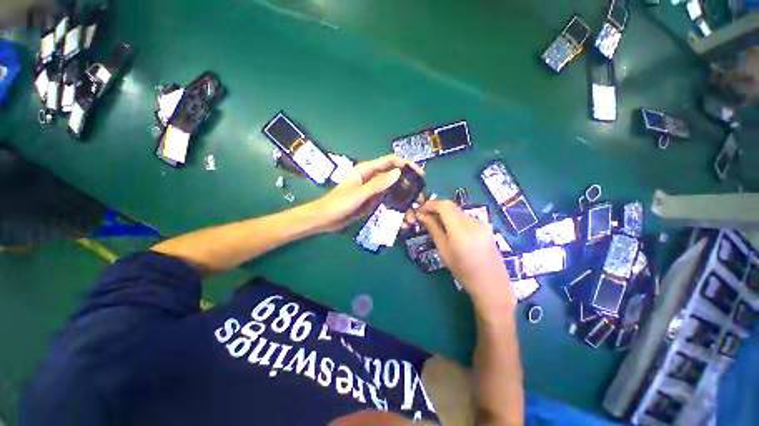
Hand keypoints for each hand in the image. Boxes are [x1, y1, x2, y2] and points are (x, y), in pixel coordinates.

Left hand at [308, 155, 423, 231]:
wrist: (326, 220)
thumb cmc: (338, 204)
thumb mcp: (358, 194)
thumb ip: (377, 184)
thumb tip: (398, 172)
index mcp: (367, 170)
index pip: (391, 161)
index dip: (406, 164)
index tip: (420, 174)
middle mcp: (372, 178)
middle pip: (395, 177)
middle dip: (409, 187)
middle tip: (420, 200)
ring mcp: (374, 191)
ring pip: (394, 192)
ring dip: (405, 202)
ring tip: (413, 216)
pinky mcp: (374, 202)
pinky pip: (389, 202)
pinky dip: (397, 209)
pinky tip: (403, 220)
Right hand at [416, 200, 515, 315]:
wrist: (491, 284)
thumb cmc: (463, 271)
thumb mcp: (443, 250)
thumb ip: (433, 229)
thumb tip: (422, 216)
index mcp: (461, 231)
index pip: (444, 206)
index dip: (431, 204)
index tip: (421, 209)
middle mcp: (473, 222)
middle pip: (451, 206)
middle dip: (437, 207)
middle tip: (426, 216)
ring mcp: (482, 223)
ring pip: (458, 211)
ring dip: (446, 213)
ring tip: (437, 224)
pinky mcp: (486, 226)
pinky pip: (466, 217)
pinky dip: (455, 219)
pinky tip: (452, 229)